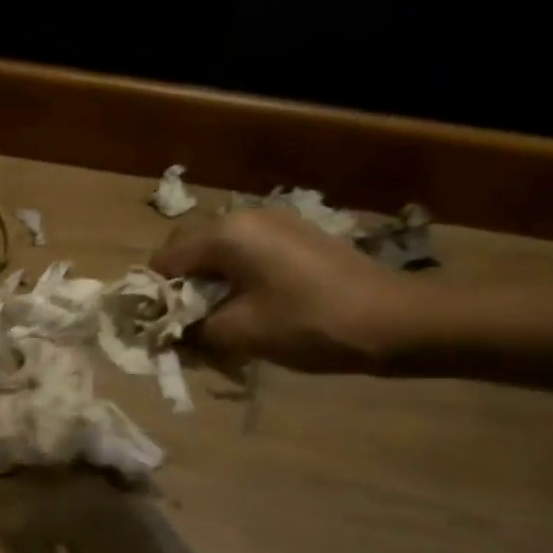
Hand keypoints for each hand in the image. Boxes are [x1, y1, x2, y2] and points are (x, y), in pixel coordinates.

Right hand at [151, 209, 415, 373]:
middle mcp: (244, 217)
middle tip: (192, 328)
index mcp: (225, 235)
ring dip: (210, 286)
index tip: (163, 330)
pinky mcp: (297, 236)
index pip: (164, 261)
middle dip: (182, 290)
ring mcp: (275, 223)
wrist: (397, 321)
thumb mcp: (241, 334)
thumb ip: (192, 331)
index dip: (155, 297)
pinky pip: (248, 254)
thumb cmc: (310, 325)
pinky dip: (238, 279)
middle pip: (189, 251)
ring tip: (223, 323)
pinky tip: (254, 309)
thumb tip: (169, 334)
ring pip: (219, 253)